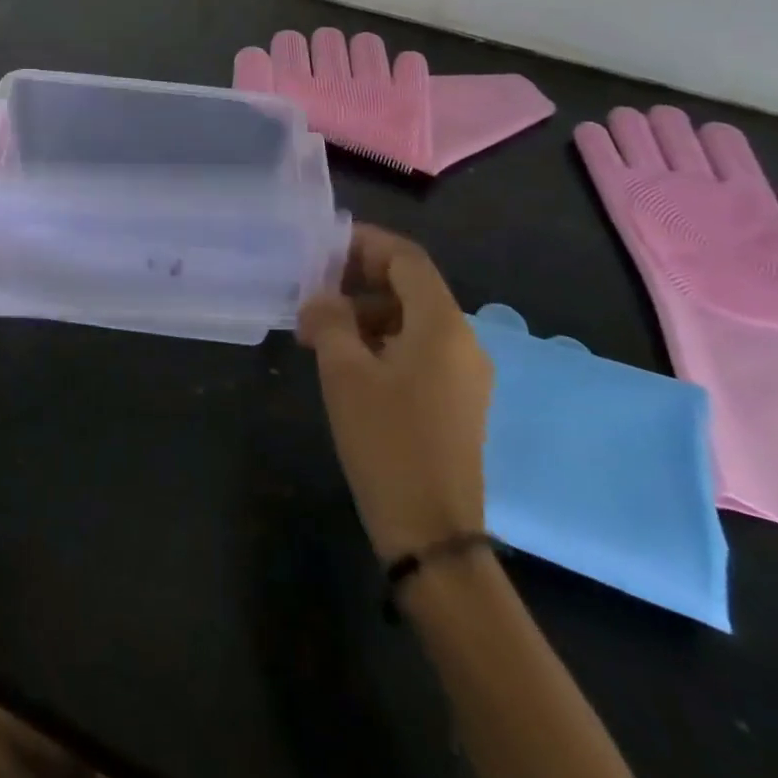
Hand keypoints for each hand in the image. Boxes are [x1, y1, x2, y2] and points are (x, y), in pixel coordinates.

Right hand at [296, 225, 489, 562]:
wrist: (432, 534)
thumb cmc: (387, 441)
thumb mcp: (344, 373)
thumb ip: (330, 321)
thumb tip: (321, 298)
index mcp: (442, 325)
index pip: (406, 259)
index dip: (365, 244)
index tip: (322, 248)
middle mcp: (462, 341)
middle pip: (411, 286)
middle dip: (359, 280)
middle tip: (313, 290)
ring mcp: (464, 374)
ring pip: (412, 319)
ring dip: (366, 313)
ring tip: (319, 331)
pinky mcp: (456, 401)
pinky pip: (418, 349)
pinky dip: (381, 341)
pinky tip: (346, 361)